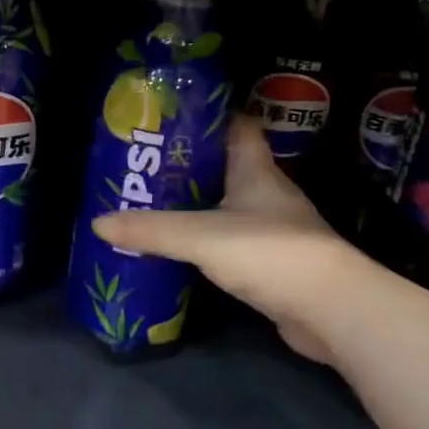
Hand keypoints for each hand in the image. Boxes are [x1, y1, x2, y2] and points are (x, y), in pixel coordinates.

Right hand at [93, 115, 365, 363]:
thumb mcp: (199, 236)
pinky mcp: (275, 265)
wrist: (331, 310)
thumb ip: (150, 230)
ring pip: (230, 208)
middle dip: (190, 166)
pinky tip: (183, 252)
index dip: (208, 118)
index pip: (237, 128)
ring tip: (155, 208)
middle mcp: (269, 195)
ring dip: (199, 207)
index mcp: (257, 172)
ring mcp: (276, 231)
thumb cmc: (269, 252)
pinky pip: (234, 245)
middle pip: (228, 168)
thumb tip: (98, 224)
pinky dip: (209, 244)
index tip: (171, 120)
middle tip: (146, 169)